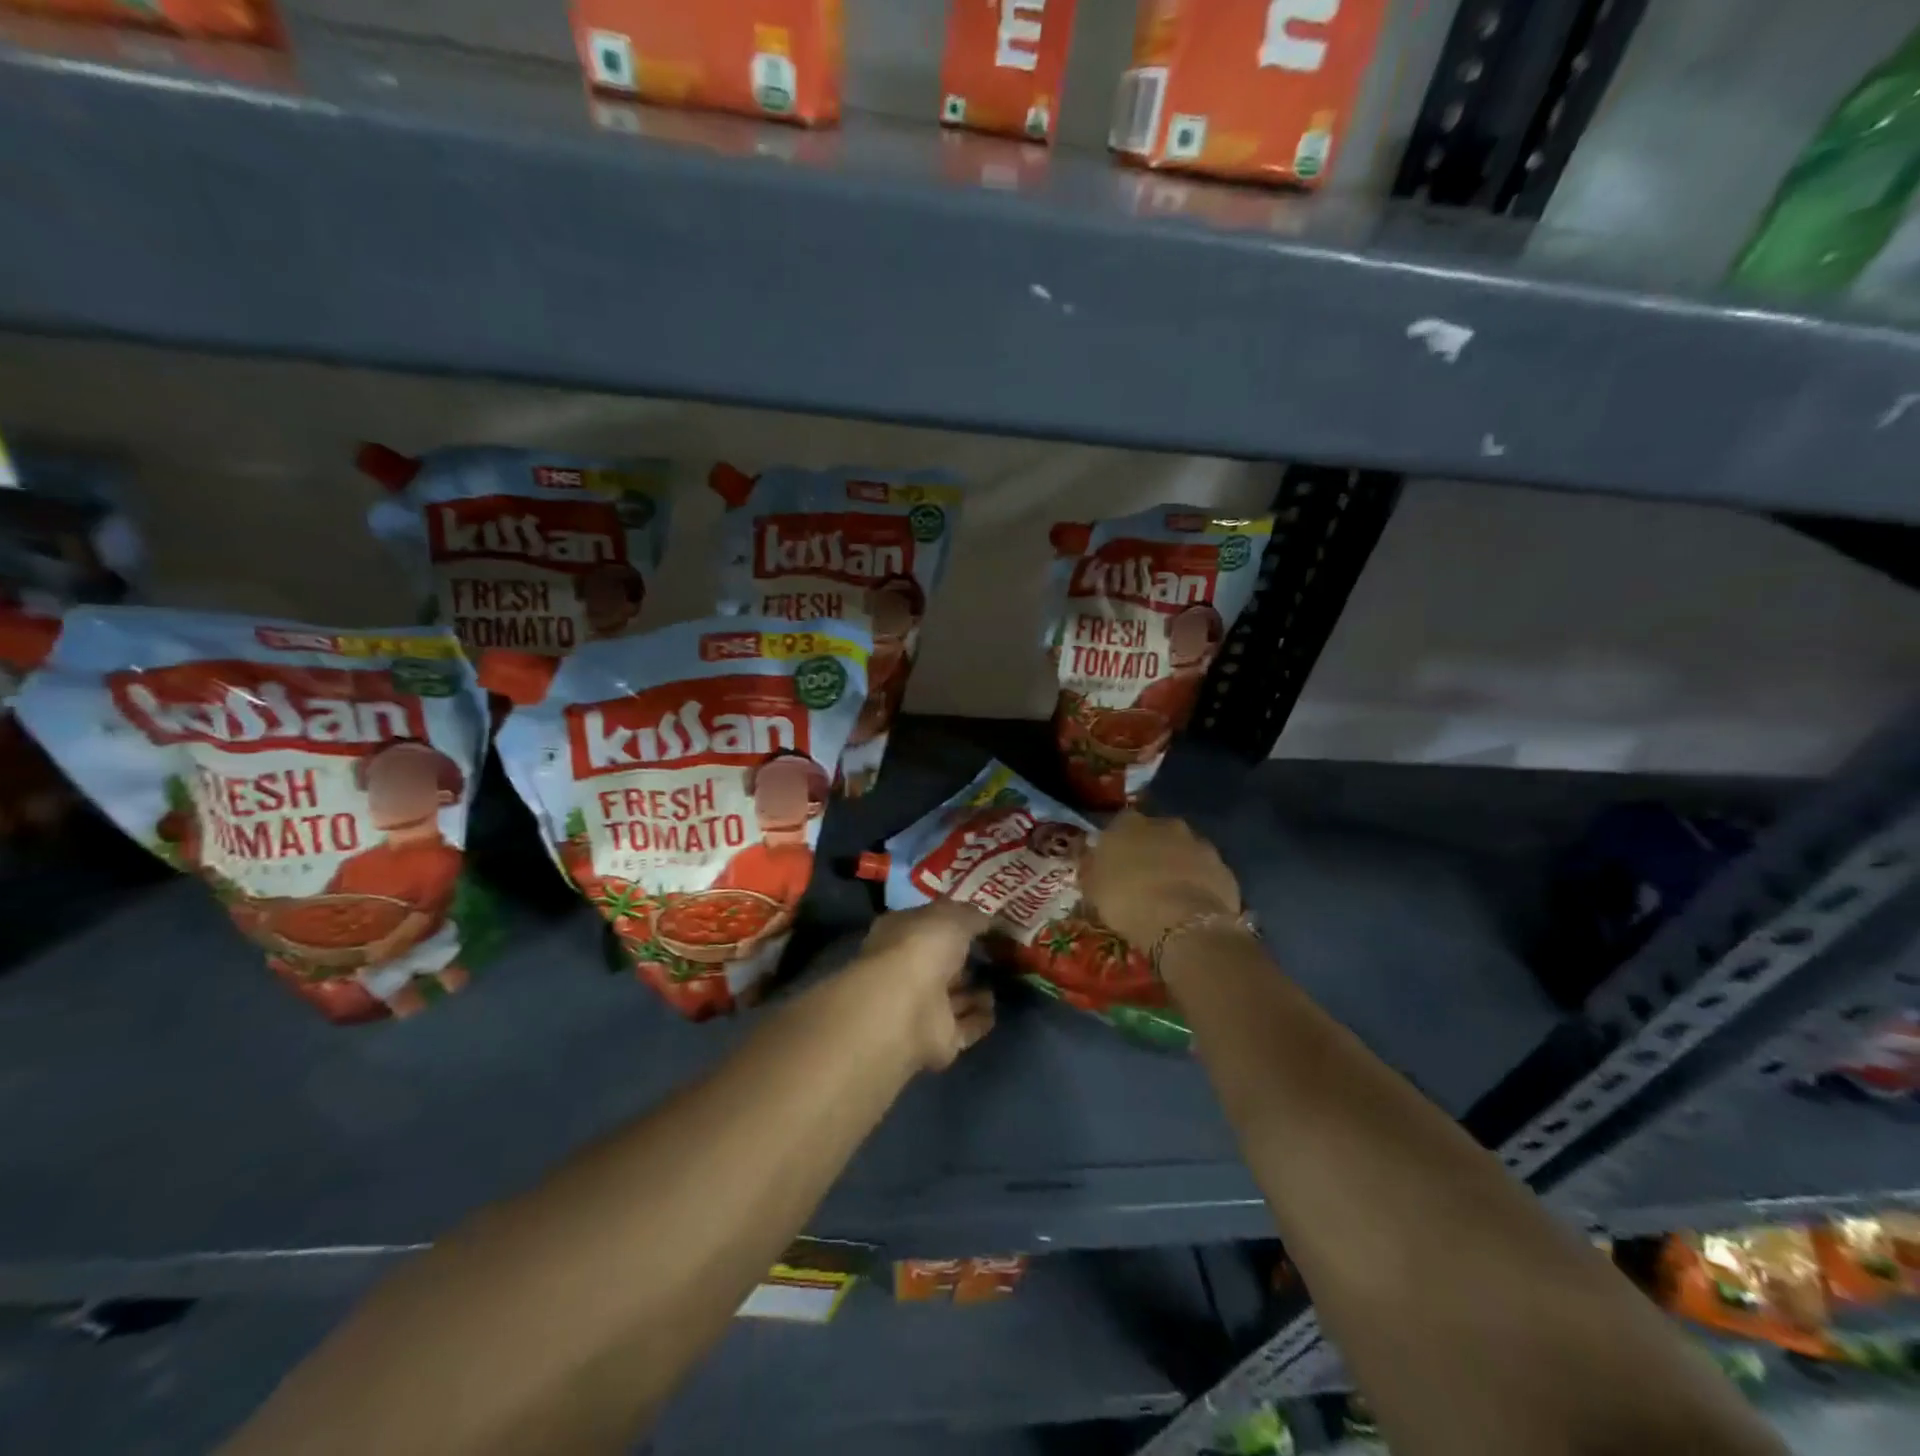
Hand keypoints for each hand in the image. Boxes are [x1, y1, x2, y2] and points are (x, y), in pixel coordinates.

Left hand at [849, 902, 994, 1071]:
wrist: (906, 1009)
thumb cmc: (922, 948)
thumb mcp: (953, 917)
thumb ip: (973, 916)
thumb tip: (990, 919)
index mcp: (901, 932)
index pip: (928, 923)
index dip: (953, 921)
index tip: (982, 921)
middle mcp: (907, 968)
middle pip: (941, 962)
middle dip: (964, 959)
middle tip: (996, 953)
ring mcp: (920, 1006)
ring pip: (952, 996)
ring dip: (974, 992)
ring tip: (1003, 981)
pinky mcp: (937, 1038)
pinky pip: (963, 1027)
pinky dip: (978, 1020)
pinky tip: (996, 1010)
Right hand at [1077, 810, 1240, 950]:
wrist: (1182, 923)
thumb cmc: (1127, 900)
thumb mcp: (1092, 888)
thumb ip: (1091, 868)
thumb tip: (1090, 860)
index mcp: (1129, 823)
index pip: (1119, 824)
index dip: (1117, 844)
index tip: (1113, 864)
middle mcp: (1166, 824)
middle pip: (1155, 833)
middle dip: (1150, 850)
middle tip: (1142, 878)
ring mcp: (1199, 843)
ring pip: (1183, 851)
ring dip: (1177, 865)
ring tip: (1169, 894)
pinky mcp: (1223, 867)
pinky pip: (1205, 872)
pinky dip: (1199, 883)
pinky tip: (1191, 905)